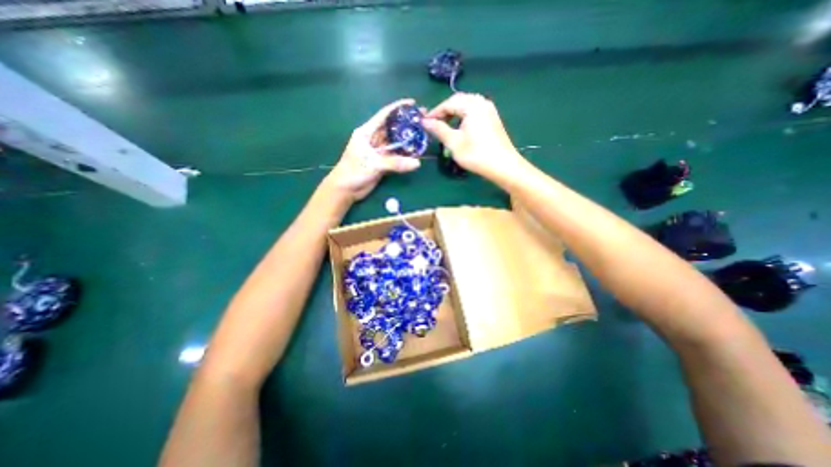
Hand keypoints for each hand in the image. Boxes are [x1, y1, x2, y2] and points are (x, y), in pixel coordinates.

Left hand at [326, 98, 423, 199]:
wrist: (346, 190)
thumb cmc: (353, 171)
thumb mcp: (373, 164)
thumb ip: (395, 163)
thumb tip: (417, 163)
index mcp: (367, 132)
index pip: (384, 115)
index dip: (398, 108)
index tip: (413, 103)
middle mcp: (374, 139)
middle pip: (392, 128)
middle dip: (407, 124)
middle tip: (424, 121)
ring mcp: (379, 151)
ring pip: (396, 143)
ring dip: (407, 141)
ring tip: (423, 136)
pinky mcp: (382, 163)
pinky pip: (396, 156)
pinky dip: (405, 155)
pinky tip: (416, 153)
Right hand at [423, 91, 524, 178]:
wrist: (503, 166)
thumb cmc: (476, 154)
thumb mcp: (454, 143)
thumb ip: (439, 129)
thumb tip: (425, 122)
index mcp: (472, 105)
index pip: (448, 103)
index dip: (434, 113)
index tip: (424, 123)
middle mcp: (481, 102)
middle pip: (458, 101)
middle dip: (444, 112)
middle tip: (434, 125)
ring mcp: (489, 109)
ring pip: (466, 106)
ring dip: (454, 114)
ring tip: (445, 127)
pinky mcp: (493, 118)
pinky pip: (474, 112)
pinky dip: (463, 117)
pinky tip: (460, 128)